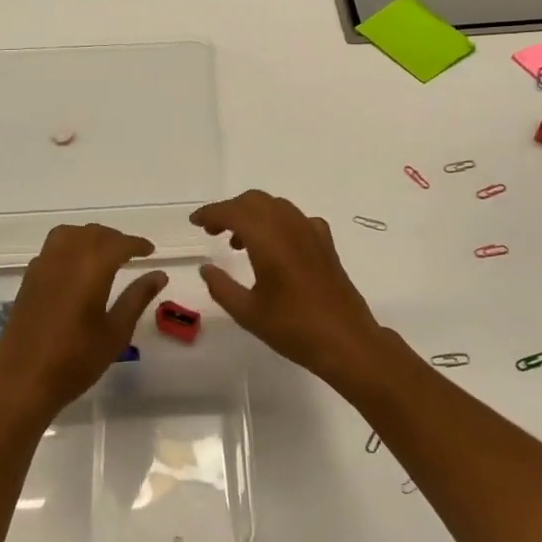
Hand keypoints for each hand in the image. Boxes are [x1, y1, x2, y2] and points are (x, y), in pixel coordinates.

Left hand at [0, 224, 166, 417]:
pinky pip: (53, 247)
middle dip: (115, 238)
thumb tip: (159, 274)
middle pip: (93, 233)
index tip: (150, 251)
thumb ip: (137, 298)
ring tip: (103, 255)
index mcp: (92, 267)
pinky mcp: (29, 278)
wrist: (21, 381)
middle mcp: (66, 257)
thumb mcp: (115, 332)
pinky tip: (76, 268)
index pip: (119, 243)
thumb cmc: (75, 360)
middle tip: (131, 253)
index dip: (137, 244)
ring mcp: (43, 266)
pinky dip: (70, 246)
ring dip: (90, 237)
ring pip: (70, 234)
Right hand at [191, 191, 383, 384]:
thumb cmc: (293, 328)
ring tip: (238, 243)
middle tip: (213, 231)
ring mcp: (311, 232)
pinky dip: (278, 223)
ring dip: (253, 214)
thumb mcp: (247, 312)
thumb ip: (221, 286)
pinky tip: (276, 246)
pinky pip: (297, 219)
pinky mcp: (325, 243)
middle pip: (254, 201)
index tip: (195, 222)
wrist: (346, 341)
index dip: (211, 213)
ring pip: (276, 206)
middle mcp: (289, 226)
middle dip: (230, 210)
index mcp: (268, 239)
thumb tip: (206, 268)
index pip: (233, 212)